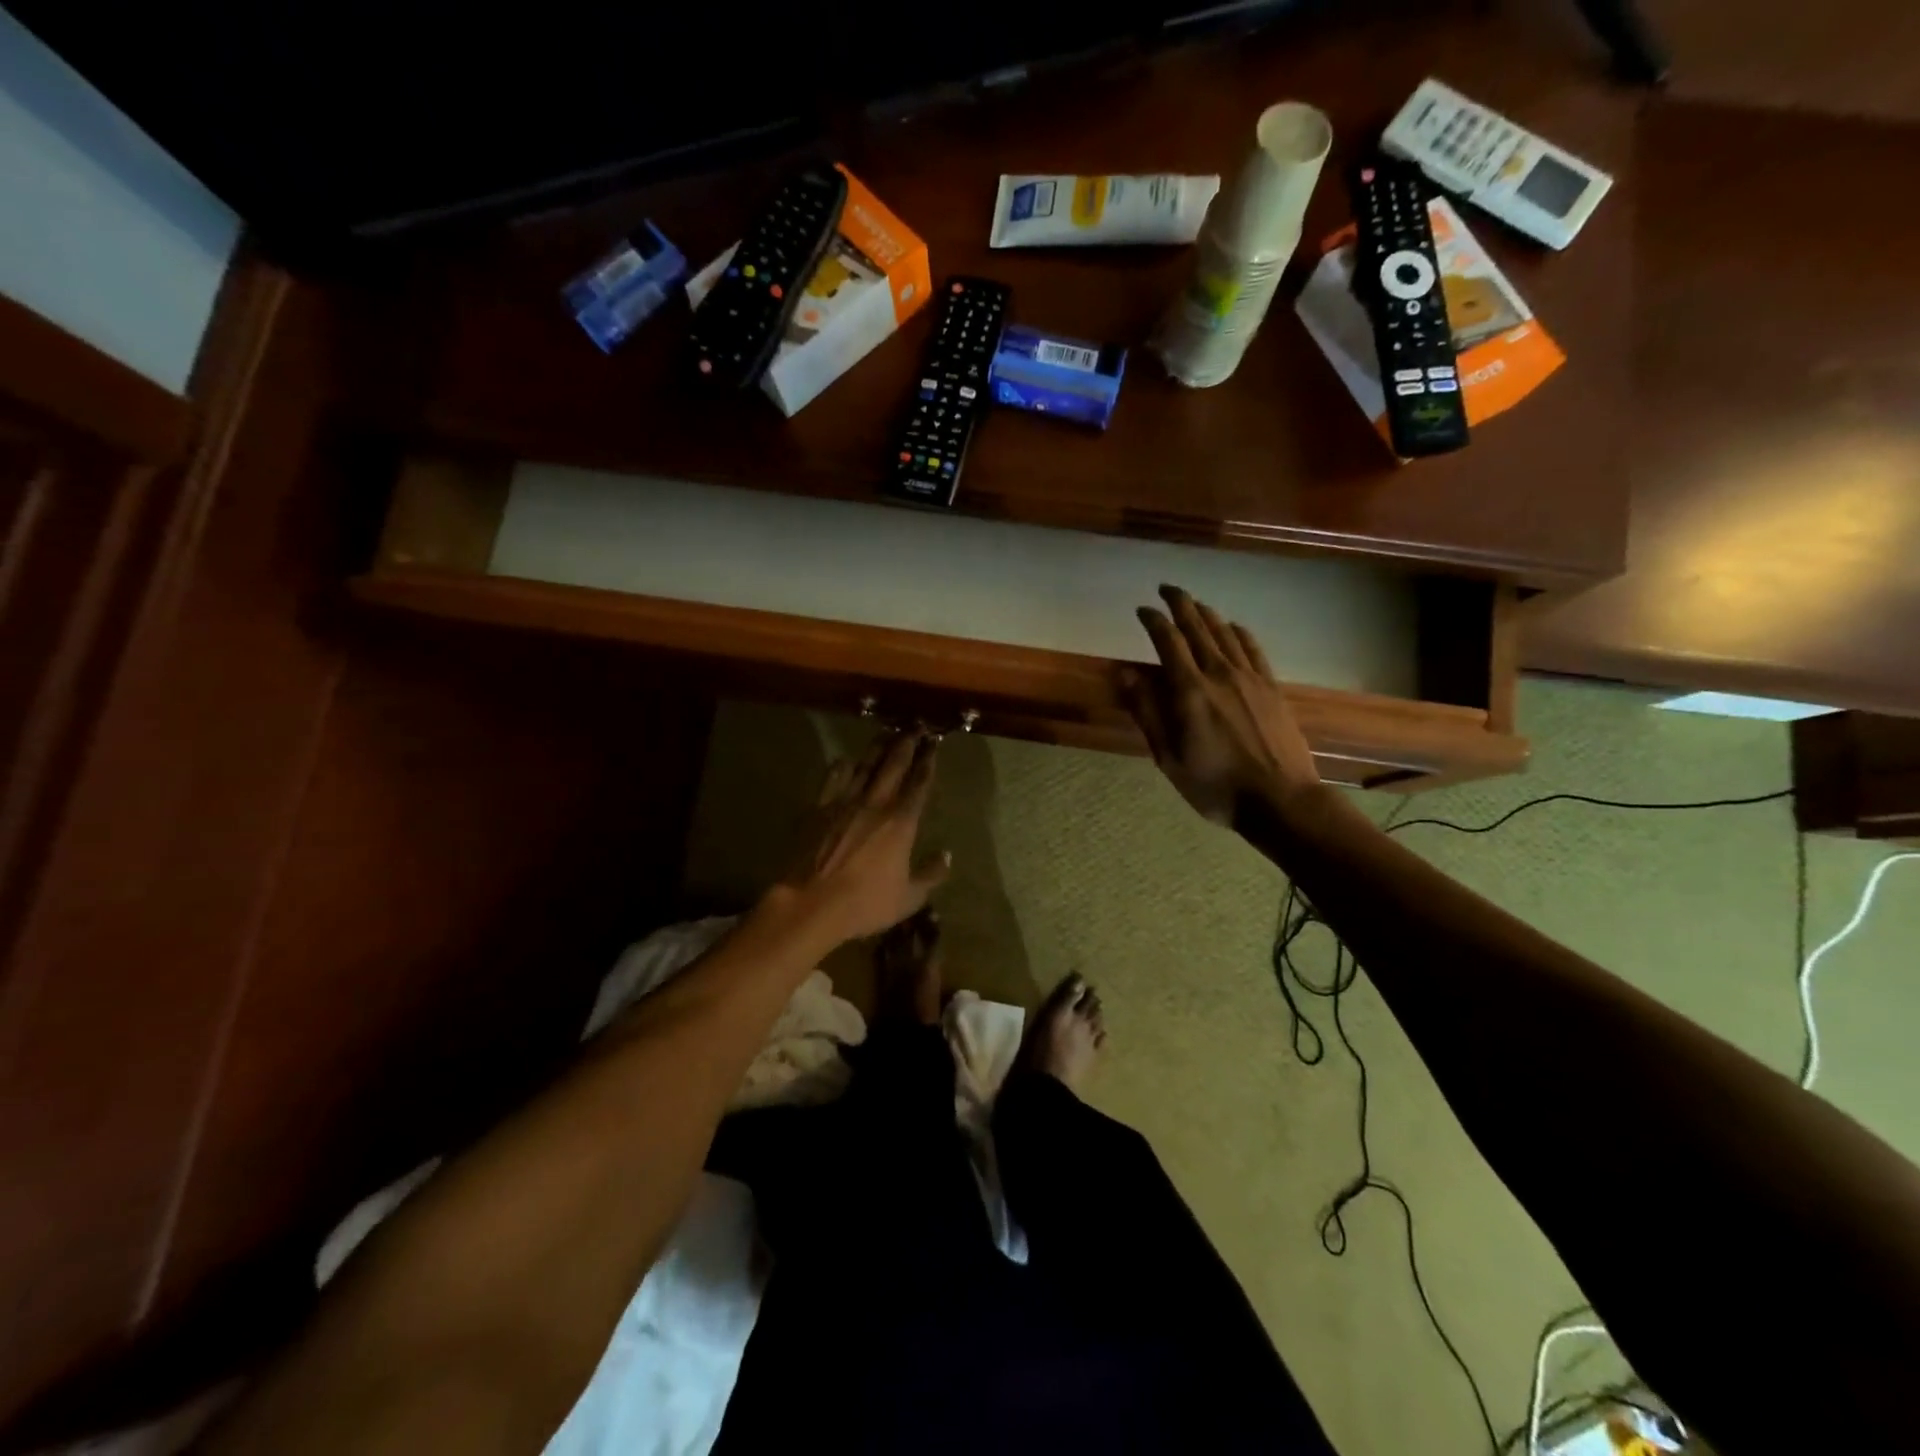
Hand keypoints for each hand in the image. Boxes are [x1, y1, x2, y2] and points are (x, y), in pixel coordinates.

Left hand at [771, 728, 950, 943]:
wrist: (811, 903)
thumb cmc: (864, 903)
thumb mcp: (908, 898)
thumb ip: (930, 875)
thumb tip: (946, 856)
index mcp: (901, 822)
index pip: (919, 784)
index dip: (928, 762)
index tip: (934, 744)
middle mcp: (876, 804)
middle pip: (894, 765)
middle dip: (906, 744)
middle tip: (914, 727)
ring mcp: (844, 802)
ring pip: (865, 766)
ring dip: (877, 748)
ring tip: (886, 734)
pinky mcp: (819, 808)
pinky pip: (833, 779)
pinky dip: (842, 767)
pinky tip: (845, 760)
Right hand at [1120, 585, 1320, 825]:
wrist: (1280, 799)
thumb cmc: (1215, 785)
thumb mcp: (1168, 757)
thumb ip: (1147, 712)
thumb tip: (1126, 674)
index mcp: (1189, 691)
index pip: (1167, 641)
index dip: (1153, 620)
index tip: (1141, 610)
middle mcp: (1219, 673)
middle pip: (1197, 626)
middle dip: (1180, 603)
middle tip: (1166, 589)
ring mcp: (1249, 678)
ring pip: (1225, 632)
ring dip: (1207, 613)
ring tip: (1194, 604)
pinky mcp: (1271, 687)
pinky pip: (1252, 648)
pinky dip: (1238, 631)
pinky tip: (1232, 627)